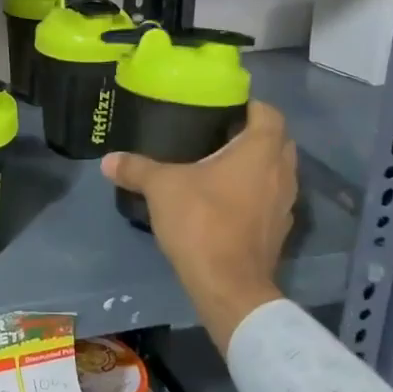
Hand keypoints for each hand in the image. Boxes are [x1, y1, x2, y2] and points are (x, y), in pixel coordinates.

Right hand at [101, 101, 296, 351]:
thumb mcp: (161, 188)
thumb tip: (108, 160)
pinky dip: (254, 194)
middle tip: (219, 134)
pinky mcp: (278, 231)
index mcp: (260, 151)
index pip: (269, 113)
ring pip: (276, 172)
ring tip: (220, 167)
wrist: (228, 286)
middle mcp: (282, 173)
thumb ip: (136, 168)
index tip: (224, 108)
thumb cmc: (202, 222)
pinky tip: (226, 201)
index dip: (250, 106)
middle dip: (253, 135)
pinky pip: (270, 200)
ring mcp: (285, 205)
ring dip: (256, 166)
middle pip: (277, 142)